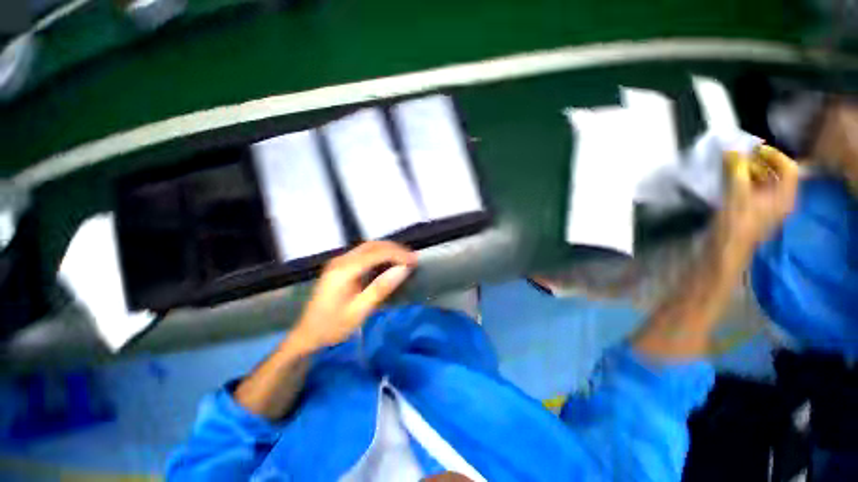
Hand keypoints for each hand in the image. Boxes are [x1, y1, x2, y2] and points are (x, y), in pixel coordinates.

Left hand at [291, 241, 416, 350]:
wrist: (307, 334)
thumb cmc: (333, 326)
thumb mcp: (360, 311)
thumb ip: (381, 288)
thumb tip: (403, 270)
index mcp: (344, 270)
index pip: (377, 253)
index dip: (398, 254)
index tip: (414, 261)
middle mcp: (341, 260)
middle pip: (372, 245)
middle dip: (395, 249)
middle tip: (412, 258)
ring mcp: (339, 261)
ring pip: (368, 247)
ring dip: (388, 250)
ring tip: (404, 258)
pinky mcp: (340, 266)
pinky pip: (364, 253)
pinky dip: (380, 254)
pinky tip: (389, 262)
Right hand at [716, 145, 799, 253]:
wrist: (724, 247)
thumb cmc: (736, 222)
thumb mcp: (737, 195)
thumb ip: (737, 171)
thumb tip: (732, 151)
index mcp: (785, 197)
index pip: (789, 168)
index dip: (774, 155)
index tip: (754, 149)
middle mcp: (780, 200)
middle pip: (777, 174)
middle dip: (760, 162)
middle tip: (742, 155)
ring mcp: (766, 206)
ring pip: (764, 181)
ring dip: (750, 171)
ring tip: (734, 165)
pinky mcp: (753, 210)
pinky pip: (754, 189)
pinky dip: (745, 180)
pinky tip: (731, 178)